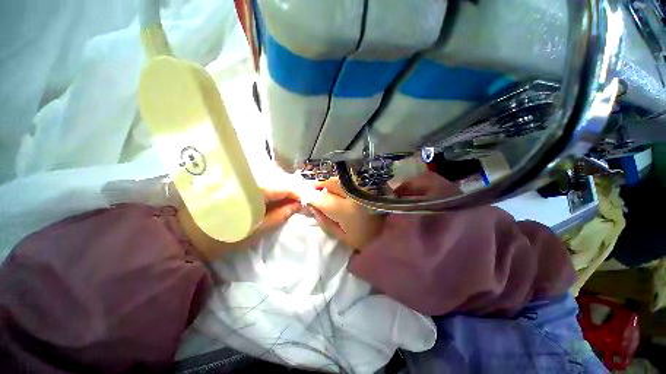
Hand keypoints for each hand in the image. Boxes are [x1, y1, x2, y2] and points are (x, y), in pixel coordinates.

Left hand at [178, 187, 301, 258]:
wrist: (189, 235)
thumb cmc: (225, 237)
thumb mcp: (258, 230)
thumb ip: (281, 214)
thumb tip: (299, 204)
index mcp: (255, 190)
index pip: (285, 186)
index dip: (300, 192)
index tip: (310, 198)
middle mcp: (250, 177)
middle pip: (280, 178)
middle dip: (294, 188)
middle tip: (304, 198)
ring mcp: (243, 177)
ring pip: (272, 177)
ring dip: (285, 187)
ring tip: (293, 197)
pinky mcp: (238, 179)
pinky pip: (263, 179)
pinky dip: (273, 186)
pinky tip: (278, 194)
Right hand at [308, 178, 384, 250]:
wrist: (393, 233)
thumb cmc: (366, 239)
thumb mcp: (342, 236)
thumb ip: (324, 221)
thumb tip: (312, 207)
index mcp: (347, 210)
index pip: (321, 198)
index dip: (309, 195)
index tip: (302, 195)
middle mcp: (354, 193)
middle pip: (329, 183)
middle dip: (319, 187)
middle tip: (315, 192)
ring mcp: (364, 186)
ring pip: (339, 179)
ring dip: (330, 184)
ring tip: (327, 192)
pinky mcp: (370, 183)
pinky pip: (349, 179)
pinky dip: (341, 183)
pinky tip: (341, 190)